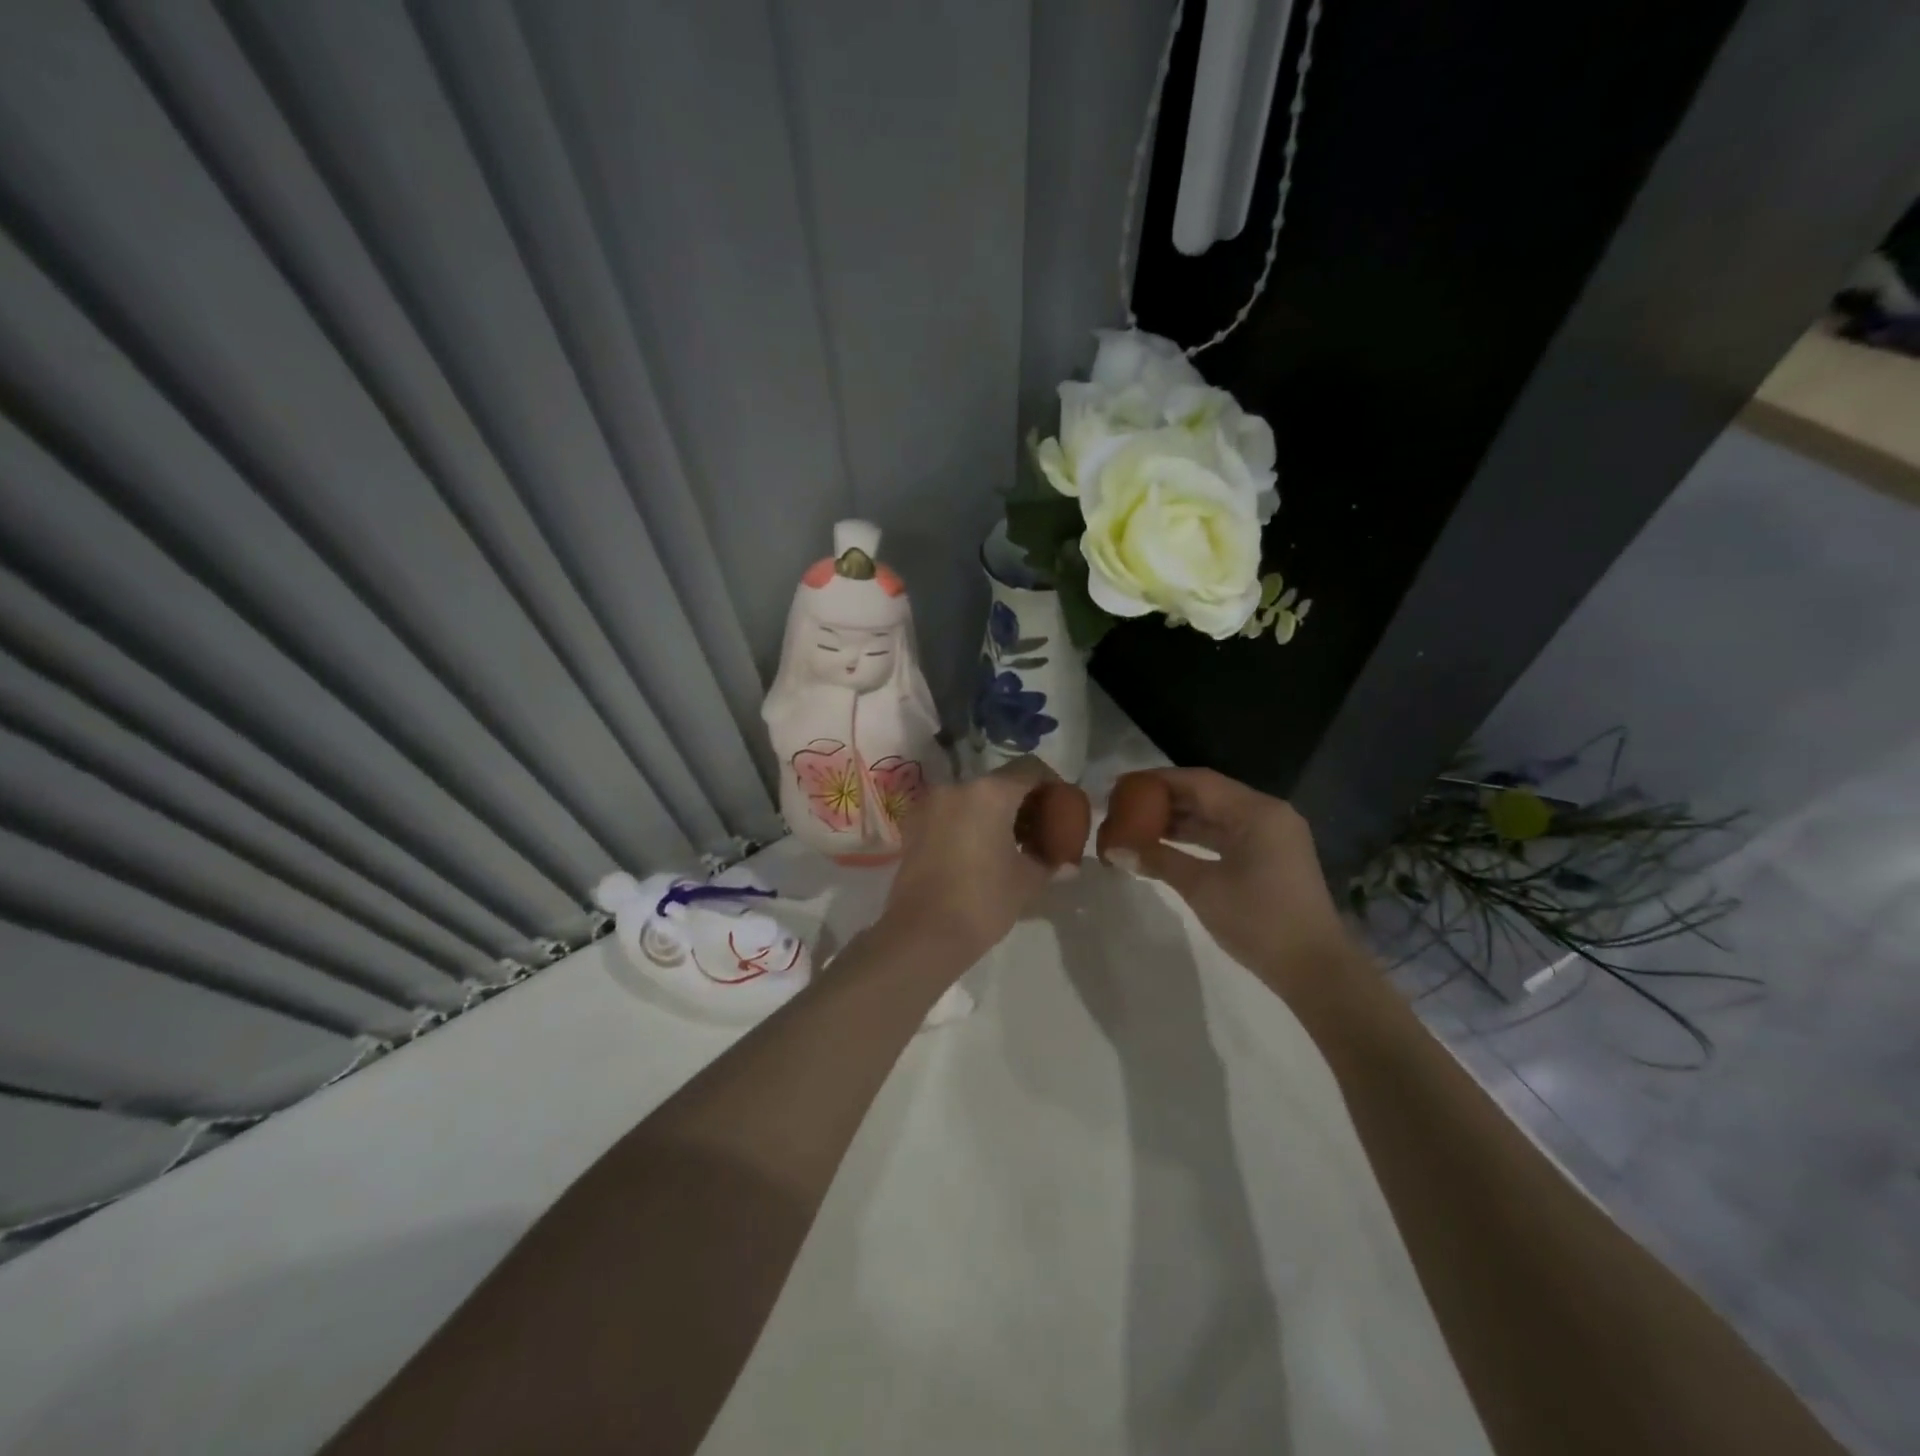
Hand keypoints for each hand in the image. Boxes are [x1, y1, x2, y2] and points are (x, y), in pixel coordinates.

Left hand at [877, 758, 1059, 972]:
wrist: (922, 934)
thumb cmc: (983, 901)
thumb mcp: (1027, 881)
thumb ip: (1050, 861)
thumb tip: (1068, 863)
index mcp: (990, 792)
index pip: (1030, 769)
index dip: (1052, 784)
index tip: (1063, 807)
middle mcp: (957, 787)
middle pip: (999, 782)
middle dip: (1023, 801)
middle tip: (1040, 829)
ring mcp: (930, 805)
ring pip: (973, 797)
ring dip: (995, 812)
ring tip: (1011, 844)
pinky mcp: (913, 826)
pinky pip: (950, 813)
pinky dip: (969, 823)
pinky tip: (980, 852)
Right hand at [1108, 768, 1353, 1001]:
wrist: (1315, 970)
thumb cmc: (1258, 920)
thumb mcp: (1202, 887)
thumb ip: (1158, 860)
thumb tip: (1114, 849)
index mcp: (1257, 811)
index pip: (1198, 781)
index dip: (1156, 781)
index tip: (1121, 786)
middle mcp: (1267, 814)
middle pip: (1208, 795)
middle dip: (1165, 800)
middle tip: (1124, 807)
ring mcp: (1272, 836)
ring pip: (1217, 816)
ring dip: (1179, 820)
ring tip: (1136, 826)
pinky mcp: (1271, 858)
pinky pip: (1227, 836)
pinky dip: (1197, 838)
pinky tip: (1166, 846)